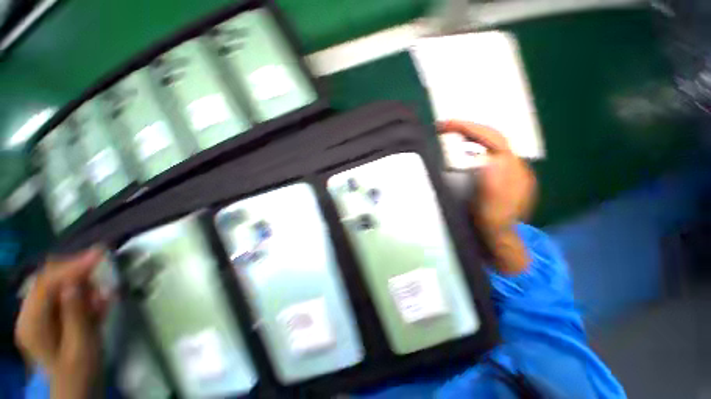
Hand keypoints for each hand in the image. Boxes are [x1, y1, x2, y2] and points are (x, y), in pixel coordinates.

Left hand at [15, 248, 110, 398]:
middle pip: (49, 279)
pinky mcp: (49, 320)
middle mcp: (29, 313)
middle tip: (102, 270)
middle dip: (76, 271)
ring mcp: (38, 316)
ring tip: (101, 296)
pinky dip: (81, 295)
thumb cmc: (79, 374)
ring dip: (80, 285)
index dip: (73, 264)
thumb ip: (76, 314)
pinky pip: (63, 298)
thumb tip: (76, 282)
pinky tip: (97, 302)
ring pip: (57, 286)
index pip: (48, 281)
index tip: (101, 252)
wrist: (73, 393)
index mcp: (32, 322)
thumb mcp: (81, 347)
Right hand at [438, 121, 536, 273]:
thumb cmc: (492, 227)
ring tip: (448, 135)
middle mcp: (513, 165)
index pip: (492, 139)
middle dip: (467, 128)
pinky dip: (471, 145)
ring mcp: (508, 168)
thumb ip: (493, 192)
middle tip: (442, 128)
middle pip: (491, 135)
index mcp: (511, 172)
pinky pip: (486, 152)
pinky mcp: (501, 174)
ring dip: (468, 135)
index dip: (469, 129)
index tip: (444, 126)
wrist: (500, 239)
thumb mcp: (491, 214)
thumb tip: (490, 161)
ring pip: (490, 142)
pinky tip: (459, 150)